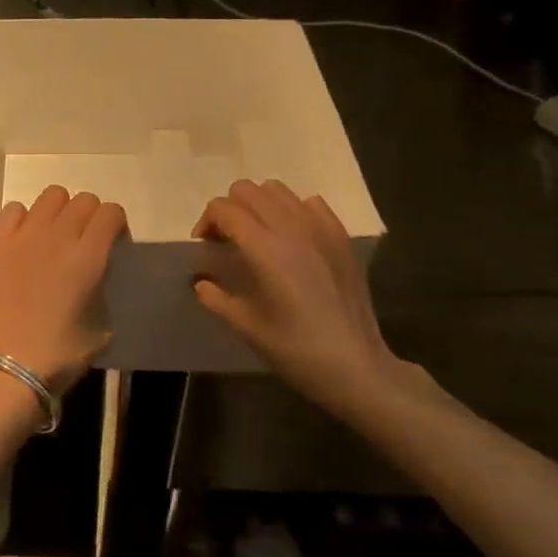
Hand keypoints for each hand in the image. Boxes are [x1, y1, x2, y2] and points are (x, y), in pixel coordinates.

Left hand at [0, 186, 125, 396]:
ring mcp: (23, 236)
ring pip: (51, 196)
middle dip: (91, 216)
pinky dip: (24, 218)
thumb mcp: (102, 325)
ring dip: (59, 211)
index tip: (113, 242)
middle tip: (84, 241)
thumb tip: (94, 273)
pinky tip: (24, 240)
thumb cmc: (61, 354)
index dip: (116, 224)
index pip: (111, 212)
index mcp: (88, 257)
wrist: (9, 366)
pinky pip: (14, 209)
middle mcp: (57, 237)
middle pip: (83, 200)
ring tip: (54, 235)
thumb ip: (101, 287)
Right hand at [192, 180, 411, 413]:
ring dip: (259, 204)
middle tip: (228, 239)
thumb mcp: (246, 327)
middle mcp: (291, 227)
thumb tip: (201, 282)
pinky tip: (292, 239)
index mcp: (264, 248)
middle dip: (230, 208)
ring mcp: (320, 228)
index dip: (206, 222)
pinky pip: (309, 203)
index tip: (205, 246)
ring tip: (258, 235)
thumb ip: (216, 298)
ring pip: (277, 190)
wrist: (356, 366)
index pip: (223, 209)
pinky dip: (293, 210)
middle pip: (247, 190)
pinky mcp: (340, 237)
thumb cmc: (296, 350)